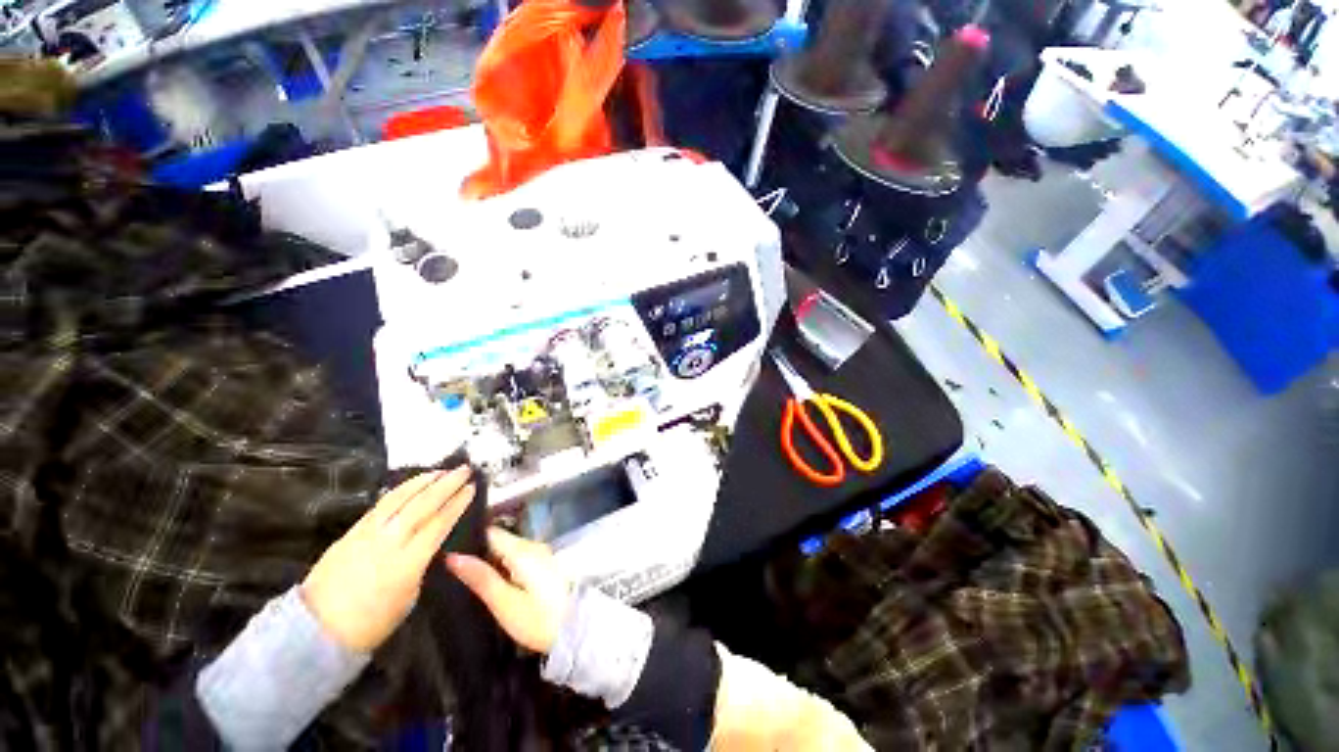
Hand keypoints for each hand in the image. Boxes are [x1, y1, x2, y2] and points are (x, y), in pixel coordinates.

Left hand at [302, 467, 475, 652]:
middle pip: (422, 504)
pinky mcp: (351, 532)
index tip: (472, 487)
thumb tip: (431, 544)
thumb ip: (422, 565)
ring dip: (423, 481)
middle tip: (464, 469)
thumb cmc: (371, 623)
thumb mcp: (409, 598)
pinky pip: (381, 504)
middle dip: (446, 484)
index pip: (439, 523)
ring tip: (441, 471)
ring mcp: (367, 534)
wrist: (315, 630)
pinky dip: (400, 490)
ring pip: (399, 498)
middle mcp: (388, 541)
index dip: (457, 503)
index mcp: (407, 562)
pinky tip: (411, 485)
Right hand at [446, 528, 572, 653]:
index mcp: (522, 550)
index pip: (491, 533)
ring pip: (508, 549)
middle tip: (450, 571)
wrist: (576, 627)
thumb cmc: (538, 619)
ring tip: (465, 578)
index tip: (446, 550)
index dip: (469, 540)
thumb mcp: (505, 603)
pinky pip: (518, 558)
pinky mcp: (544, 565)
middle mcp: (533, 545)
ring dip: (490, 560)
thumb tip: (453, 556)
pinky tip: (492, 582)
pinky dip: (504, 566)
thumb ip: (481, 578)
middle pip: (500, 540)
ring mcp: (541, 554)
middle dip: (478, 552)